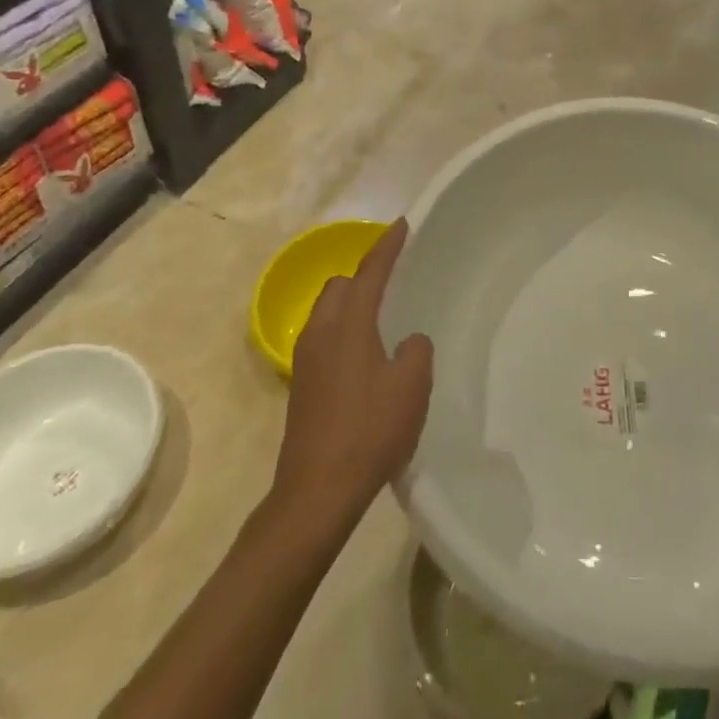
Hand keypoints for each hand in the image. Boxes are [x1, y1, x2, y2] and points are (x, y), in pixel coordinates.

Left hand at [274, 219, 432, 523]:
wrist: (315, 493)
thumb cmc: (369, 431)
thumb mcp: (411, 386)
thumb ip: (416, 350)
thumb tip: (407, 342)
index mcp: (348, 324)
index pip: (370, 272)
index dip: (388, 246)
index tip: (402, 225)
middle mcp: (320, 333)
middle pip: (339, 285)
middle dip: (364, 275)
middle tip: (393, 280)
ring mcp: (305, 360)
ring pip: (327, 313)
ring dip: (351, 304)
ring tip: (381, 318)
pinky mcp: (301, 386)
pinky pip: (324, 338)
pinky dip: (344, 331)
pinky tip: (365, 358)